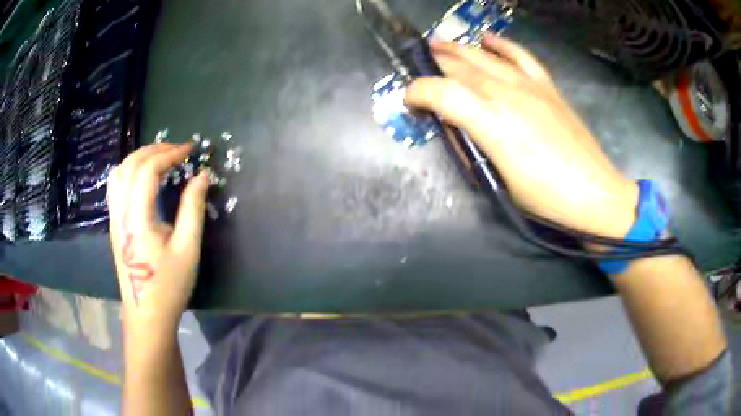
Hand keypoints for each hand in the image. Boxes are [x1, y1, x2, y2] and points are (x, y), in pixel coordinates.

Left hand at [107, 143, 209, 331]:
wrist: (147, 315)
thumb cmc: (169, 285)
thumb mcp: (187, 248)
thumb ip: (193, 208)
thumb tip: (202, 175)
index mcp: (137, 219)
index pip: (148, 171)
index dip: (169, 154)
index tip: (190, 150)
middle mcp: (120, 213)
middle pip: (130, 165)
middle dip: (154, 150)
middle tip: (177, 150)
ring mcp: (114, 218)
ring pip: (119, 173)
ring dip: (139, 157)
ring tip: (160, 158)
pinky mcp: (114, 225)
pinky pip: (116, 186)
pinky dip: (130, 171)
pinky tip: (143, 177)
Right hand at [405, 35, 638, 237]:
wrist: (594, 193)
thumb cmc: (545, 197)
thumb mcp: (500, 180)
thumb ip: (474, 147)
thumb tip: (458, 127)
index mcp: (491, 122)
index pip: (442, 92)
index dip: (419, 92)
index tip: (410, 100)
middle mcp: (506, 95)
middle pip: (462, 67)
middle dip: (435, 64)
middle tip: (420, 63)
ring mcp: (530, 86)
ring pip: (486, 57)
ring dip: (460, 48)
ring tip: (441, 44)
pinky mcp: (547, 87)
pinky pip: (521, 56)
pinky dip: (502, 45)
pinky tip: (488, 38)